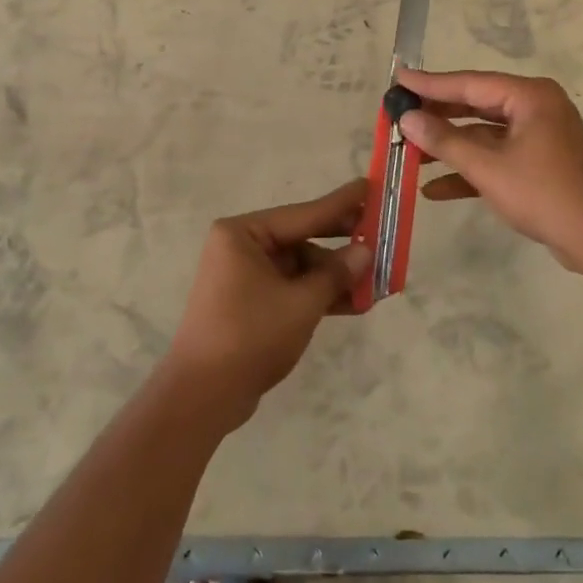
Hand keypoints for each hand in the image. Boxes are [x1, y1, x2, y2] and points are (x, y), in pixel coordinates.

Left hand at [163, 180, 370, 429]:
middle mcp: (241, 247)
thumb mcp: (301, 303)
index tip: (370, 186)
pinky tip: (354, 303)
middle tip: (380, 235)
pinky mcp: (250, 303)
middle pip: (302, 238)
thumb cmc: (250, 336)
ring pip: (300, 267)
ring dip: (334, 277)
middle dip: (341, 244)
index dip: (341, 204)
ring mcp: (244, 276)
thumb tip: (365, 251)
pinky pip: (291, 288)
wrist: (203, 396)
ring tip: (376, 281)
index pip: (303, 213)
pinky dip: (318, 295)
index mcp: (243, 234)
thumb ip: (335, 274)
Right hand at [396, 68, 582, 271]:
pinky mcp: (539, 164)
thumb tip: (407, 119)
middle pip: (476, 106)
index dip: (430, 84)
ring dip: (450, 148)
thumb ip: (444, 141)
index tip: (398, 78)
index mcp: (529, 97)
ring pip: (483, 135)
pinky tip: (434, 190)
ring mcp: (538, 137)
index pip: (470, 83)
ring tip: (409, 154)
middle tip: (399, 114)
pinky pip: (497, 159)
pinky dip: (470, 171)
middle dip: (437, 116)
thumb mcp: (487, 167)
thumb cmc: (544, 193)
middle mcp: (535, 109)